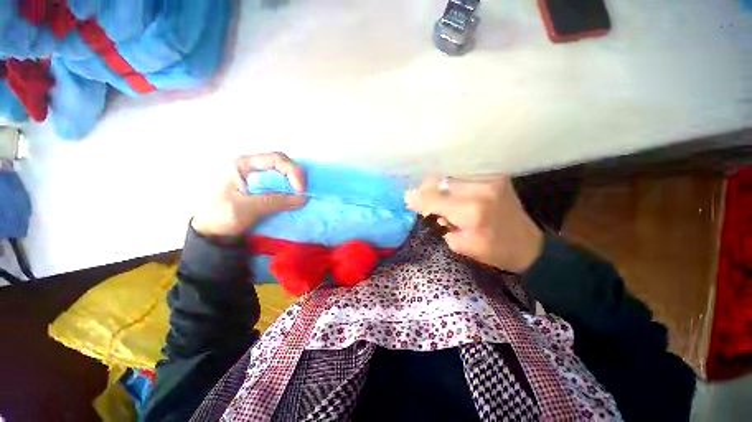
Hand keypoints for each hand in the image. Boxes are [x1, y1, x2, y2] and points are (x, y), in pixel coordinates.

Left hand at [191, 153, 306, 237]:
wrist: (210, 234)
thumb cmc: (220, 218)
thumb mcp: (246, 209)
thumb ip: (275, 201)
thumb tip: (303, 198)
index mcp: (242, 164)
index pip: (276, 159)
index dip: (293, 172)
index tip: (301, 191)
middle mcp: (251, 166)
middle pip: (282, 164)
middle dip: (296, 177)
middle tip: (303, 193)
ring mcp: (256, 177)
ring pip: (283, 174)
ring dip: (294, 184)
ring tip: (301, 196)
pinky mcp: (261, 188)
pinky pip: (281, 184)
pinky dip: (290, 191)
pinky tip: (294, 199)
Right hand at [405, 176, 543, 272]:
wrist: (528, 244)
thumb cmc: (493, 251)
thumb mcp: (460, 245)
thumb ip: (439, 223)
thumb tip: (423, 207)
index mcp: (471, 211)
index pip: (434, 199)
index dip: (418, 198)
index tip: (406, 199)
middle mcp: (480, 189)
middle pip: (440, 182)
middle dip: (426, 189)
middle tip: (419, 197)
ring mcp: (489, 179)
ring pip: (450, 176)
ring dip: (438, 185)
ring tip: (435, 195)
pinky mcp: (495, 175)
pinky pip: (463, 175)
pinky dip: (452, 182)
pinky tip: (449, 190)